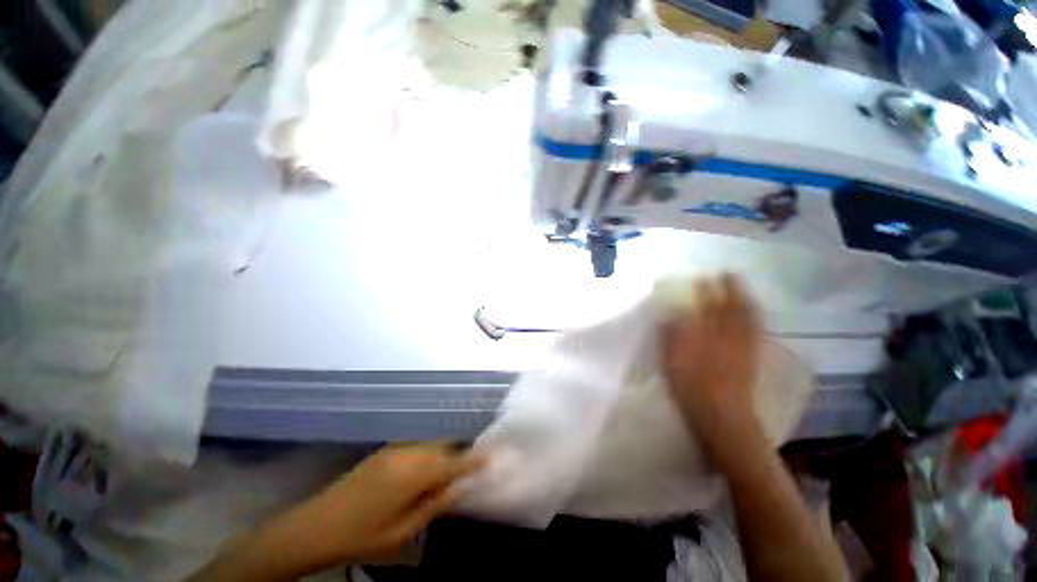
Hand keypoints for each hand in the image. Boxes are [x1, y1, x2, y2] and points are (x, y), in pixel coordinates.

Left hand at [279, 443, 483, 566]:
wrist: (316, 526)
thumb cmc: (363, 536)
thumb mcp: (403, 531)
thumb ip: (435, 504)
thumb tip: (461, 487)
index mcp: (413, 475)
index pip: (453, 462)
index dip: (473, 459)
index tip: (491, 456)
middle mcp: (407, 454)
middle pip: (443, 448)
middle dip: (458, 456)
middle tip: (468, 468)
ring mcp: (395, 449)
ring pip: (430, 445)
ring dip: (443, 454)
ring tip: (448, 470)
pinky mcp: (385, 450)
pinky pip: (416, 446)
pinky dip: (428, 453)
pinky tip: (425, 468)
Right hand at [661, 274, 764, 448]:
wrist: (722, 417)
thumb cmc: (691, 387)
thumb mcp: (672, 360)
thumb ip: (670, 335)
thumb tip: (670, 315)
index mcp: (706, 335)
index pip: (707, 306)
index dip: (706, 290)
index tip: (702, 276)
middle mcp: (728, 336)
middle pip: (732, 307)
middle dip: (731, 289)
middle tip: (728, 274)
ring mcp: (743, 347)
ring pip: (747, 318)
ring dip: (745, 300)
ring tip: (742, 288)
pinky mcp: (751, 359)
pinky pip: (755, 332)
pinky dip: (754, 319)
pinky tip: (752, 315)